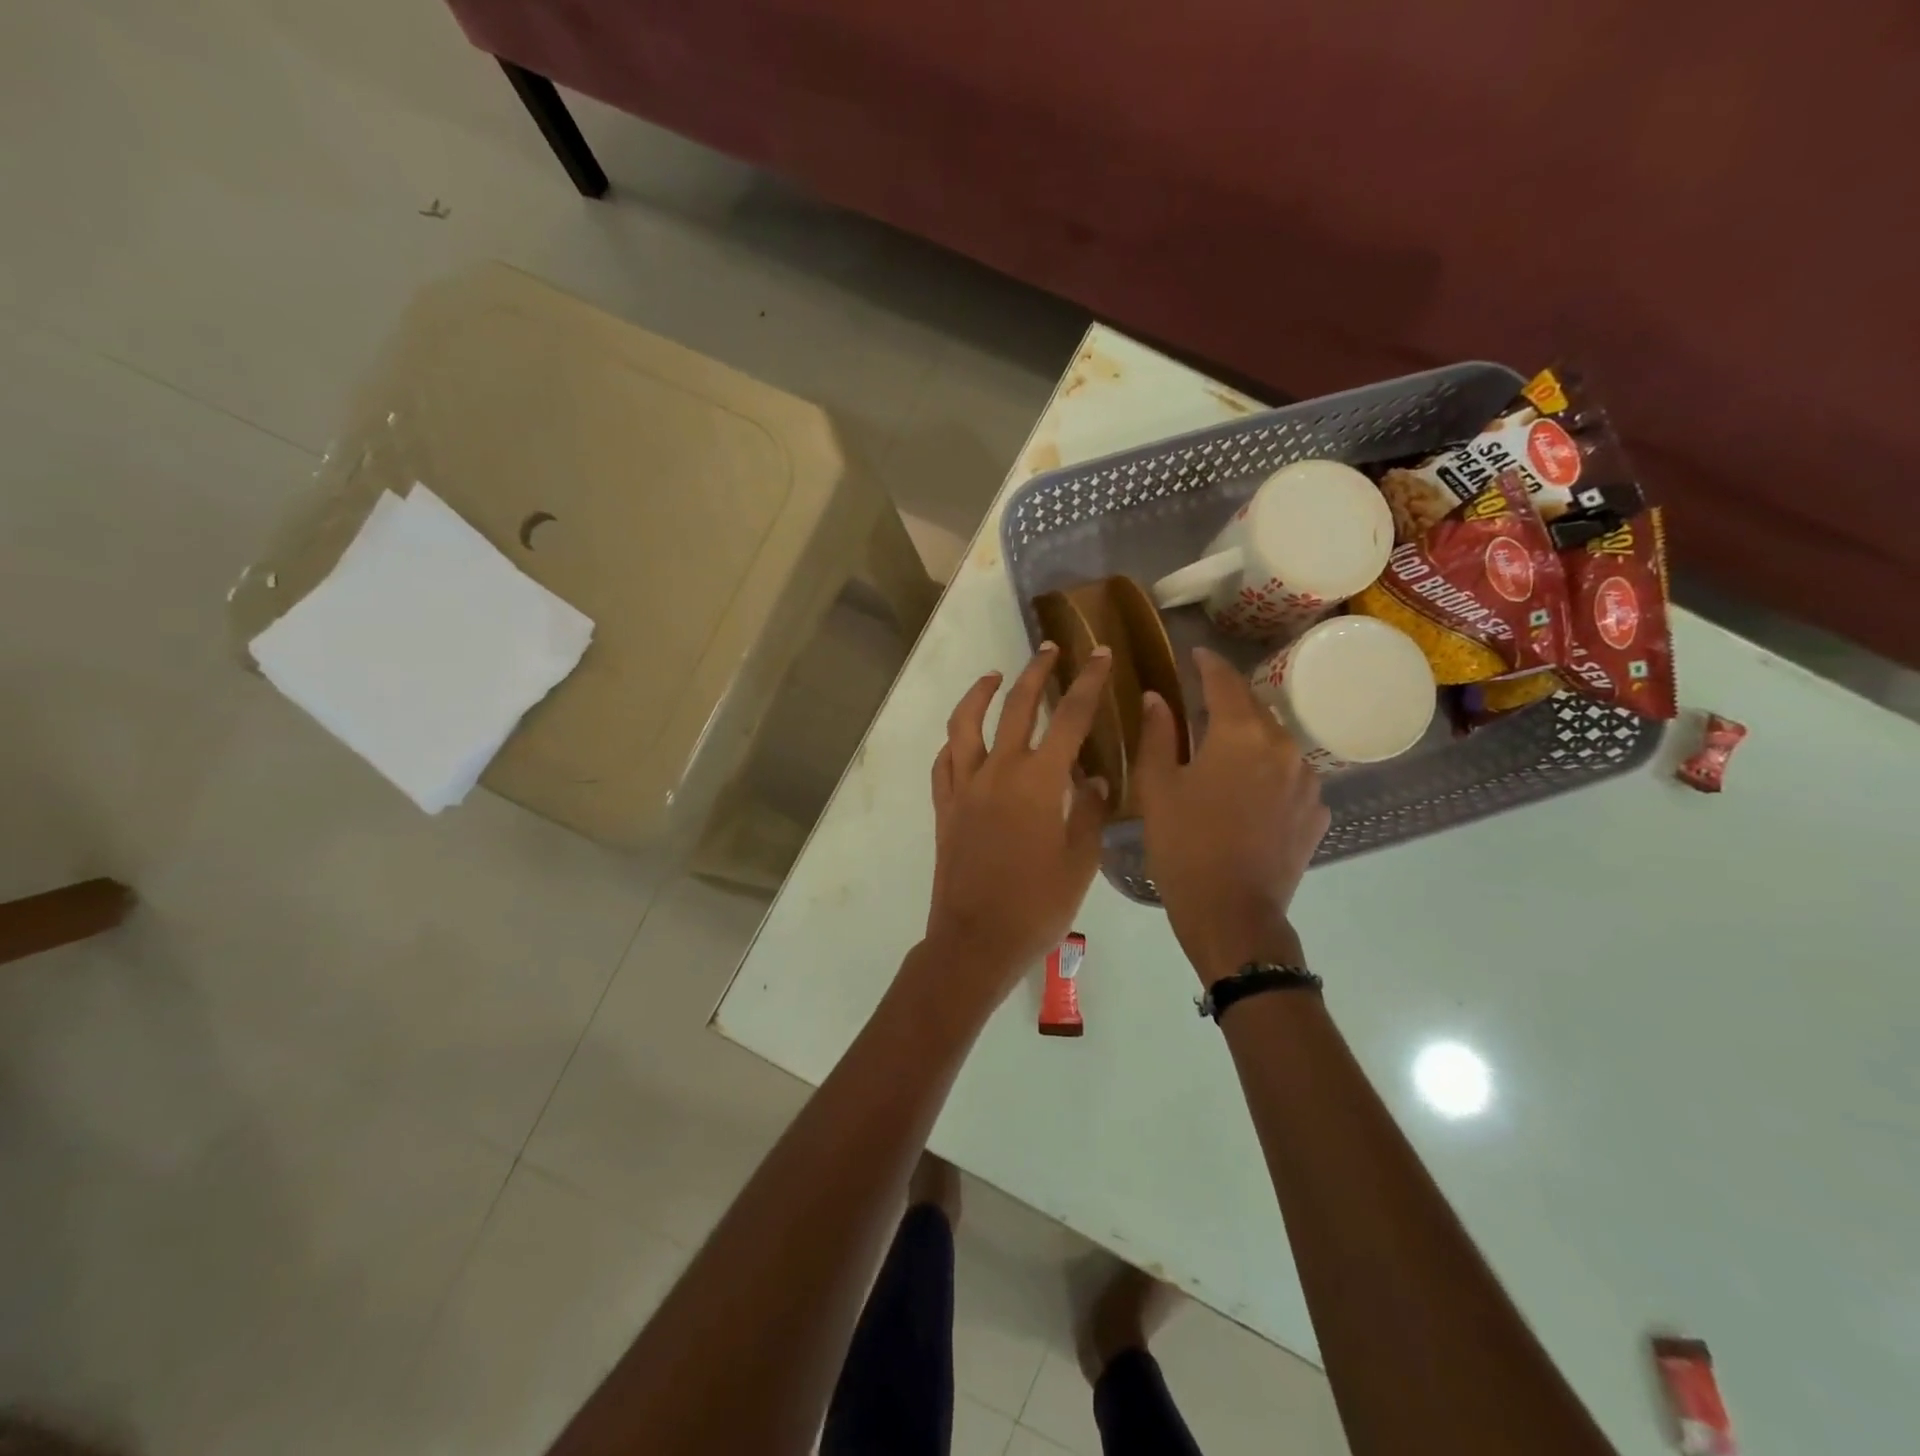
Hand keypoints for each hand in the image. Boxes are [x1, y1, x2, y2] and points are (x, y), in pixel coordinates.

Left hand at [924, 643, 1112, 1009]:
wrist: (975, 940)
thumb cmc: (1036, 906)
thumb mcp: (1079, 862)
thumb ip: (1087, 812)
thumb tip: (1091, 778)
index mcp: (1038, 781)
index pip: (1069, 717)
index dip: (1087, 682)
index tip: (1099, 653)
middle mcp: (997, 771)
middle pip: (1016, 706)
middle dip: (1037, 672)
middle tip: (1051, 649)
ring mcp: (964, 787)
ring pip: (966, 724)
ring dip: (980, 693)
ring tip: (994, 675)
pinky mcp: (944, 807)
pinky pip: (944, 763)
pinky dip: (954, 742)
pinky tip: (962, 737)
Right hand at [1134, 647, 1329, 983]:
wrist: (1233, 914)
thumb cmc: (1184, 846)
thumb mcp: (1157, 788)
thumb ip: (1157, 735)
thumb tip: (1158, 698)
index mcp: (1240, 734)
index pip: (1224, 680)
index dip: (1208, 663)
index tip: (1195, 654)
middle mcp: (1283, 746)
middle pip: (1255, 708)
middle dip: (1229, 701)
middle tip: (1202, 706)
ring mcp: (1307, 781)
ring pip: (1277, 742)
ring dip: (1251, 738)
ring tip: (1225, 752)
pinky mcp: (1316, 813)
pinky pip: (1291, 777)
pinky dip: (1270, 773)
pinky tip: (1249, 794)